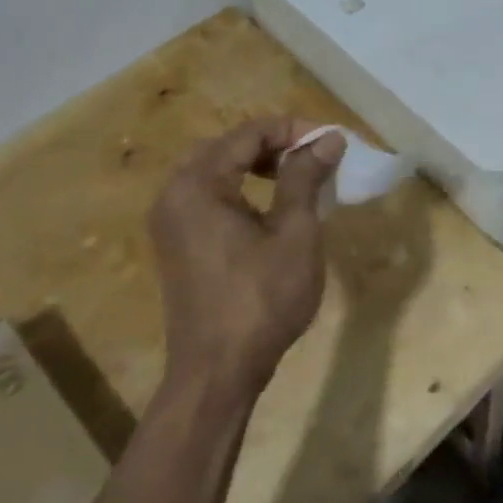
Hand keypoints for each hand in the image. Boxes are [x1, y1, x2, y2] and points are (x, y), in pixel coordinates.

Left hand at [149, 118, 345, 393]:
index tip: (332, 141)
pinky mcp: (177, 244)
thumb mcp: (294, 233)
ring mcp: (170, 221)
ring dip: (258, 166)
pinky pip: (208, 197)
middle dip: (275, 145)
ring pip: (217, 171)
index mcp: (197, 184)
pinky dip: (241, 189)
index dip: (293, 130)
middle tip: (315, 156)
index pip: (248, 134)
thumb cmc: (261, 299)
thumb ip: (306, 177)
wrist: (218, 372)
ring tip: (299, 176)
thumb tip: (328, 138)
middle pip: (228, 147)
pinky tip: (271, 207)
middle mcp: (174, 194)